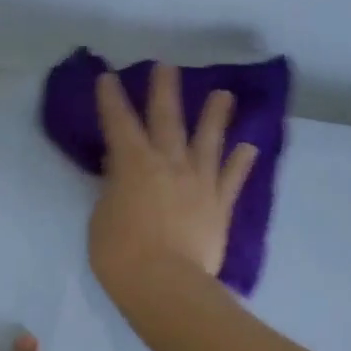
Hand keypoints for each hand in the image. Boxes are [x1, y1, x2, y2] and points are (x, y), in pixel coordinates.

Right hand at [88, 62, 257, 317]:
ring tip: (224, 94)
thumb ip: (112, 190)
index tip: (108, 77)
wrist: (165, 284)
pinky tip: (249, 147)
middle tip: (167, 66)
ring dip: (215, 115)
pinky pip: (232, 178)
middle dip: (164, 90)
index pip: (119, 123)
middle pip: (167, 119)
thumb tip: (119, 170)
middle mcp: (169, 163)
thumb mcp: (101, 219)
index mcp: (133, 165)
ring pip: (209, 141)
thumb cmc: (120, 255)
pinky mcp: (219, 206)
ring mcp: (199, 182)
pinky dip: (241, 162)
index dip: (111, 99)